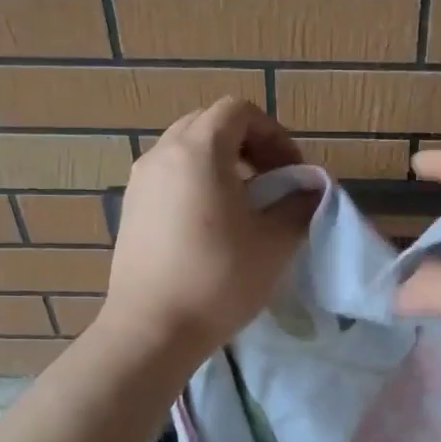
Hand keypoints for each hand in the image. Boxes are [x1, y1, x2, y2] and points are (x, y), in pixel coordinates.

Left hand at [97, 99, 317, 369]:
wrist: (151, 329)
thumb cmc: (218, 279)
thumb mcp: (275, 242)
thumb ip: (299, 204)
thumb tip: (310, 189)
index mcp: (198, 150)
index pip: (239, 111)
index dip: (273, 133)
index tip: (290, 171)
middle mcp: (162, 154)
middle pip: (209, 124)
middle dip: (247, 143)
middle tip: (271, 180)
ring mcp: (140, 181)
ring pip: (185, 149)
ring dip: (220, 162)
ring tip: (243, 203)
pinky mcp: (130, 208)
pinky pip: (168, 175)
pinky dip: (195, 181)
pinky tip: (211, 224)